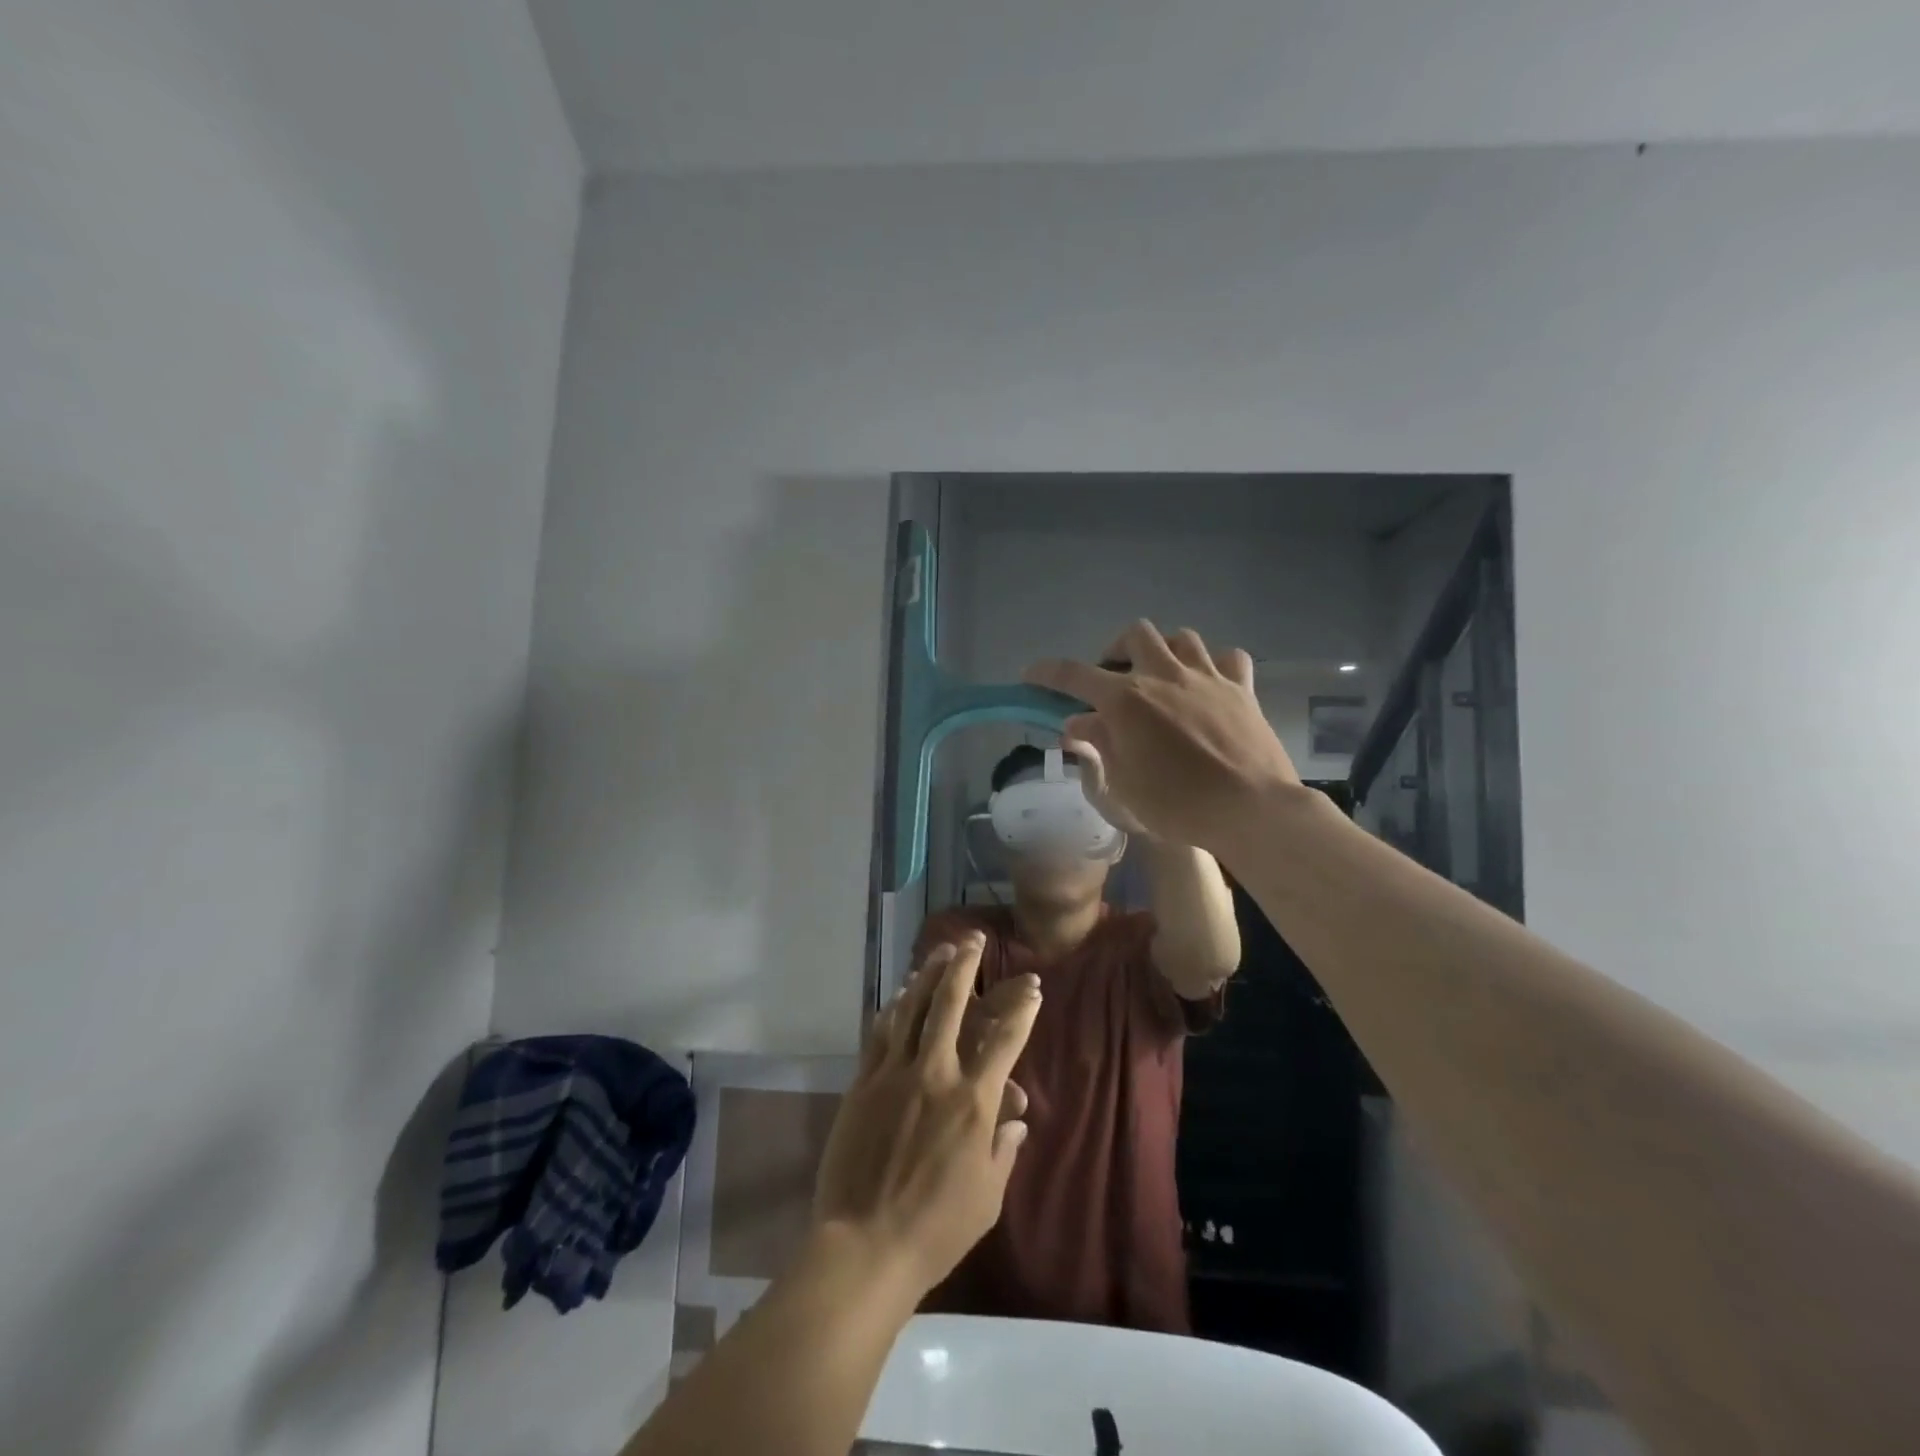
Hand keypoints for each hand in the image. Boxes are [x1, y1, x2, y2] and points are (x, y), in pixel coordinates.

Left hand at [812, 935, 1041, 1297]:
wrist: (864, 1246)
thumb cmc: (936, 1230)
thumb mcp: (987, 1197)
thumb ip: (1004, 1149)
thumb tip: (1015, 1116)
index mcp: (973, 1103)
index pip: (1005, 1041)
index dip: (1021, 1009)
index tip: (1032, 986)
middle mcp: (936, 1075)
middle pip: (952, 1005)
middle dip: (966, 967)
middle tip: (974, 940)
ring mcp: (895, 1074)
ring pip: (913, 1009)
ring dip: (929, 976)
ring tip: (940, 951)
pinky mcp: (864, 1083)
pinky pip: (881, 1034)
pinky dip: (894, 1008)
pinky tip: (901, 994)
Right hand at [1025, 622, 1303, 855]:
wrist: (1251, 810)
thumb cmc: (1178, 806)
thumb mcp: (1123, 784)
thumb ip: (1099, 745)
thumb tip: (1077, 723)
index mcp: (1126, 701)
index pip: (1074, 675)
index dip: (1047, 672)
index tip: (1031, 675)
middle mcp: (1164, 676)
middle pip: (1134, 635)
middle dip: (1116, 652)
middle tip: (1113, 681)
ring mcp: (1207, 677)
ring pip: (1181, 637)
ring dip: (1163, 651)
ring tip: (1160, 677)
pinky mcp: (1242, 688)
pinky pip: (1228, 657)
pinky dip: (1214, 664)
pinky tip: (1208, 683)